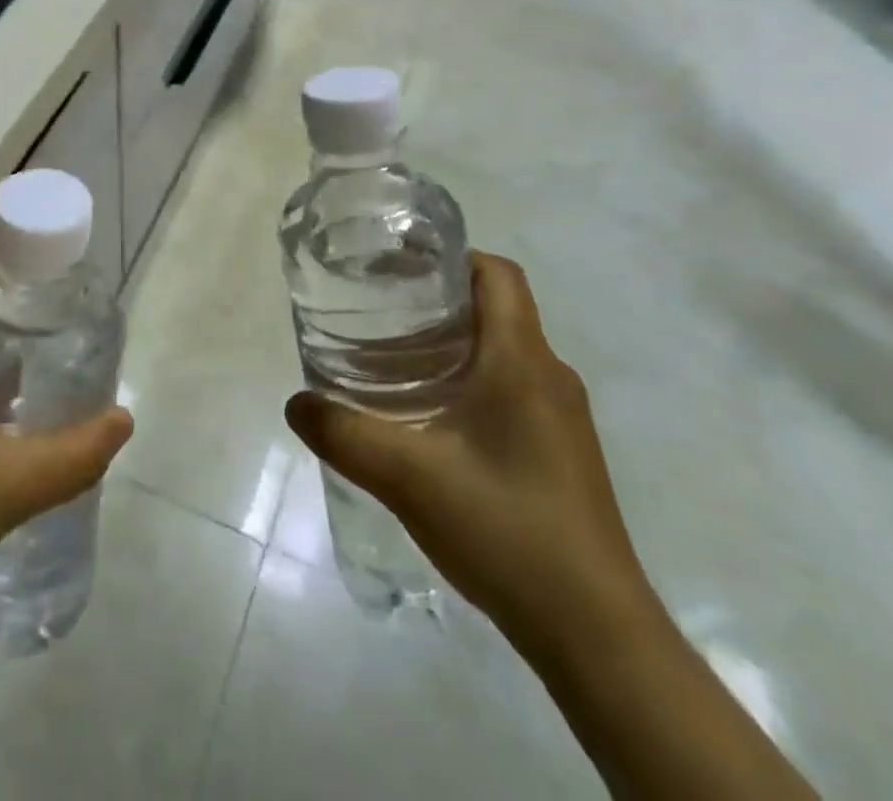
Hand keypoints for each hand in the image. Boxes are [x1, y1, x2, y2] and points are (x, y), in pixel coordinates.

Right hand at [284, 252, 654, 651]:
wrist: (596, 635)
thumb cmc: (507, 530)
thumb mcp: (408, 477)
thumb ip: (344, 433)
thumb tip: (296, 402)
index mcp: (523, 361)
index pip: (496, 273)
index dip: (450, 256)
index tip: (398, 267)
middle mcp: (549, 376)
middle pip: (495, 308)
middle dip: (437, 300)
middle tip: (378, 312)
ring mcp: (561, 417)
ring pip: (502, 351)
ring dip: (452, 343)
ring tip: (392, 360)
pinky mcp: (561, 452)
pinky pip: (511, 388)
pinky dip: (469, 381)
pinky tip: (429, 419)